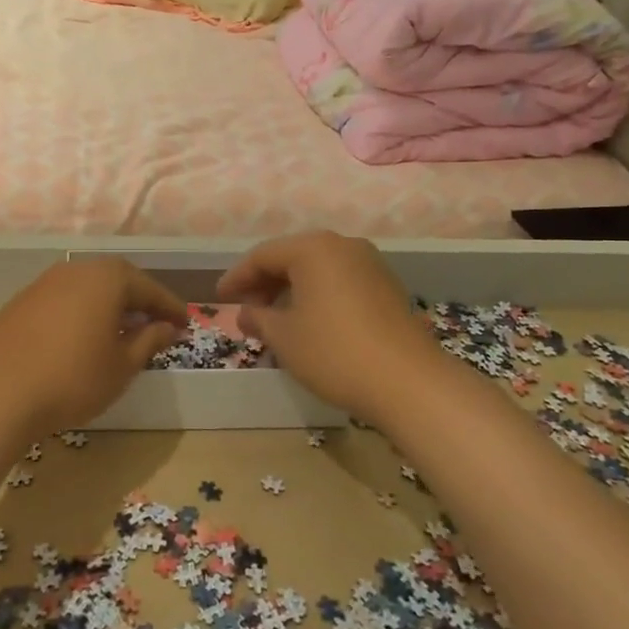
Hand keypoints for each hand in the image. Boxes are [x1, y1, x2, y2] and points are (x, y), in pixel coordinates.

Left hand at [0, 258, 188, 435]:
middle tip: (156, 323)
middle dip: (139, 301)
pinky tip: (82, 337)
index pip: (148, 288)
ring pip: (88, 287)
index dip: (169, 307)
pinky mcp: (22, 301)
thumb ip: (149, 340)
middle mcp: (76, 269)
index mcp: (107, 278)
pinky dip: (81, 312)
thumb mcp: (122, 366)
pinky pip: (64, 299)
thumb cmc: (73, 379)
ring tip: (121, 331)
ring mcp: (44, 282)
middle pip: (117, 280)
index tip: (186, 323)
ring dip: (109, 305)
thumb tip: (167, 326)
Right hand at [216, 231, 440, 422]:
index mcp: (313, 248)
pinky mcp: (387, 286)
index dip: (237, 277)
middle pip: (291, 257)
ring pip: (317, 269)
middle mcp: (342, 245)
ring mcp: (369, 264)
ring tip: (274, 318)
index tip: (219, 298)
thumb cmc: (334, 352)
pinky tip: (309, 321)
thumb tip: (246, 313)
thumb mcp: (284, 337)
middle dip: (264, 282)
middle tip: (245, 309)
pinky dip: (317, 295)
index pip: (262, 255)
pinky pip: (339, 281)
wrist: (408, 382)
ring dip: (291, 289)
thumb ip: (258, 318)